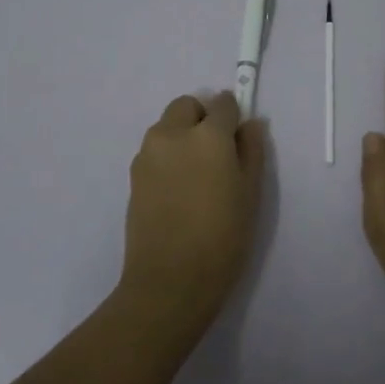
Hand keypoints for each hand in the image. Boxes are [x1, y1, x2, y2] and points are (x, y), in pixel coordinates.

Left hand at [120, 90, 267, 328]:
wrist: (170, 280)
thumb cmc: (222, 238)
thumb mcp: (250, 194)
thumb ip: (251, 151)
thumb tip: (250, 124)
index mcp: (207, 135)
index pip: (222, 103)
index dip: (233, 116)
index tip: (238, 138)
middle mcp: (172, 134)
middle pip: (187, 106)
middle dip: (202, 118)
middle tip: (217, 154)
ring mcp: (147, 154)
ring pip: (167, 127)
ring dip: (182, 136)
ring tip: (196, 176)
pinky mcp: (133, 175)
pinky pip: (154, 151)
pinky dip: (168, 157)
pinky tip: (178, 191)